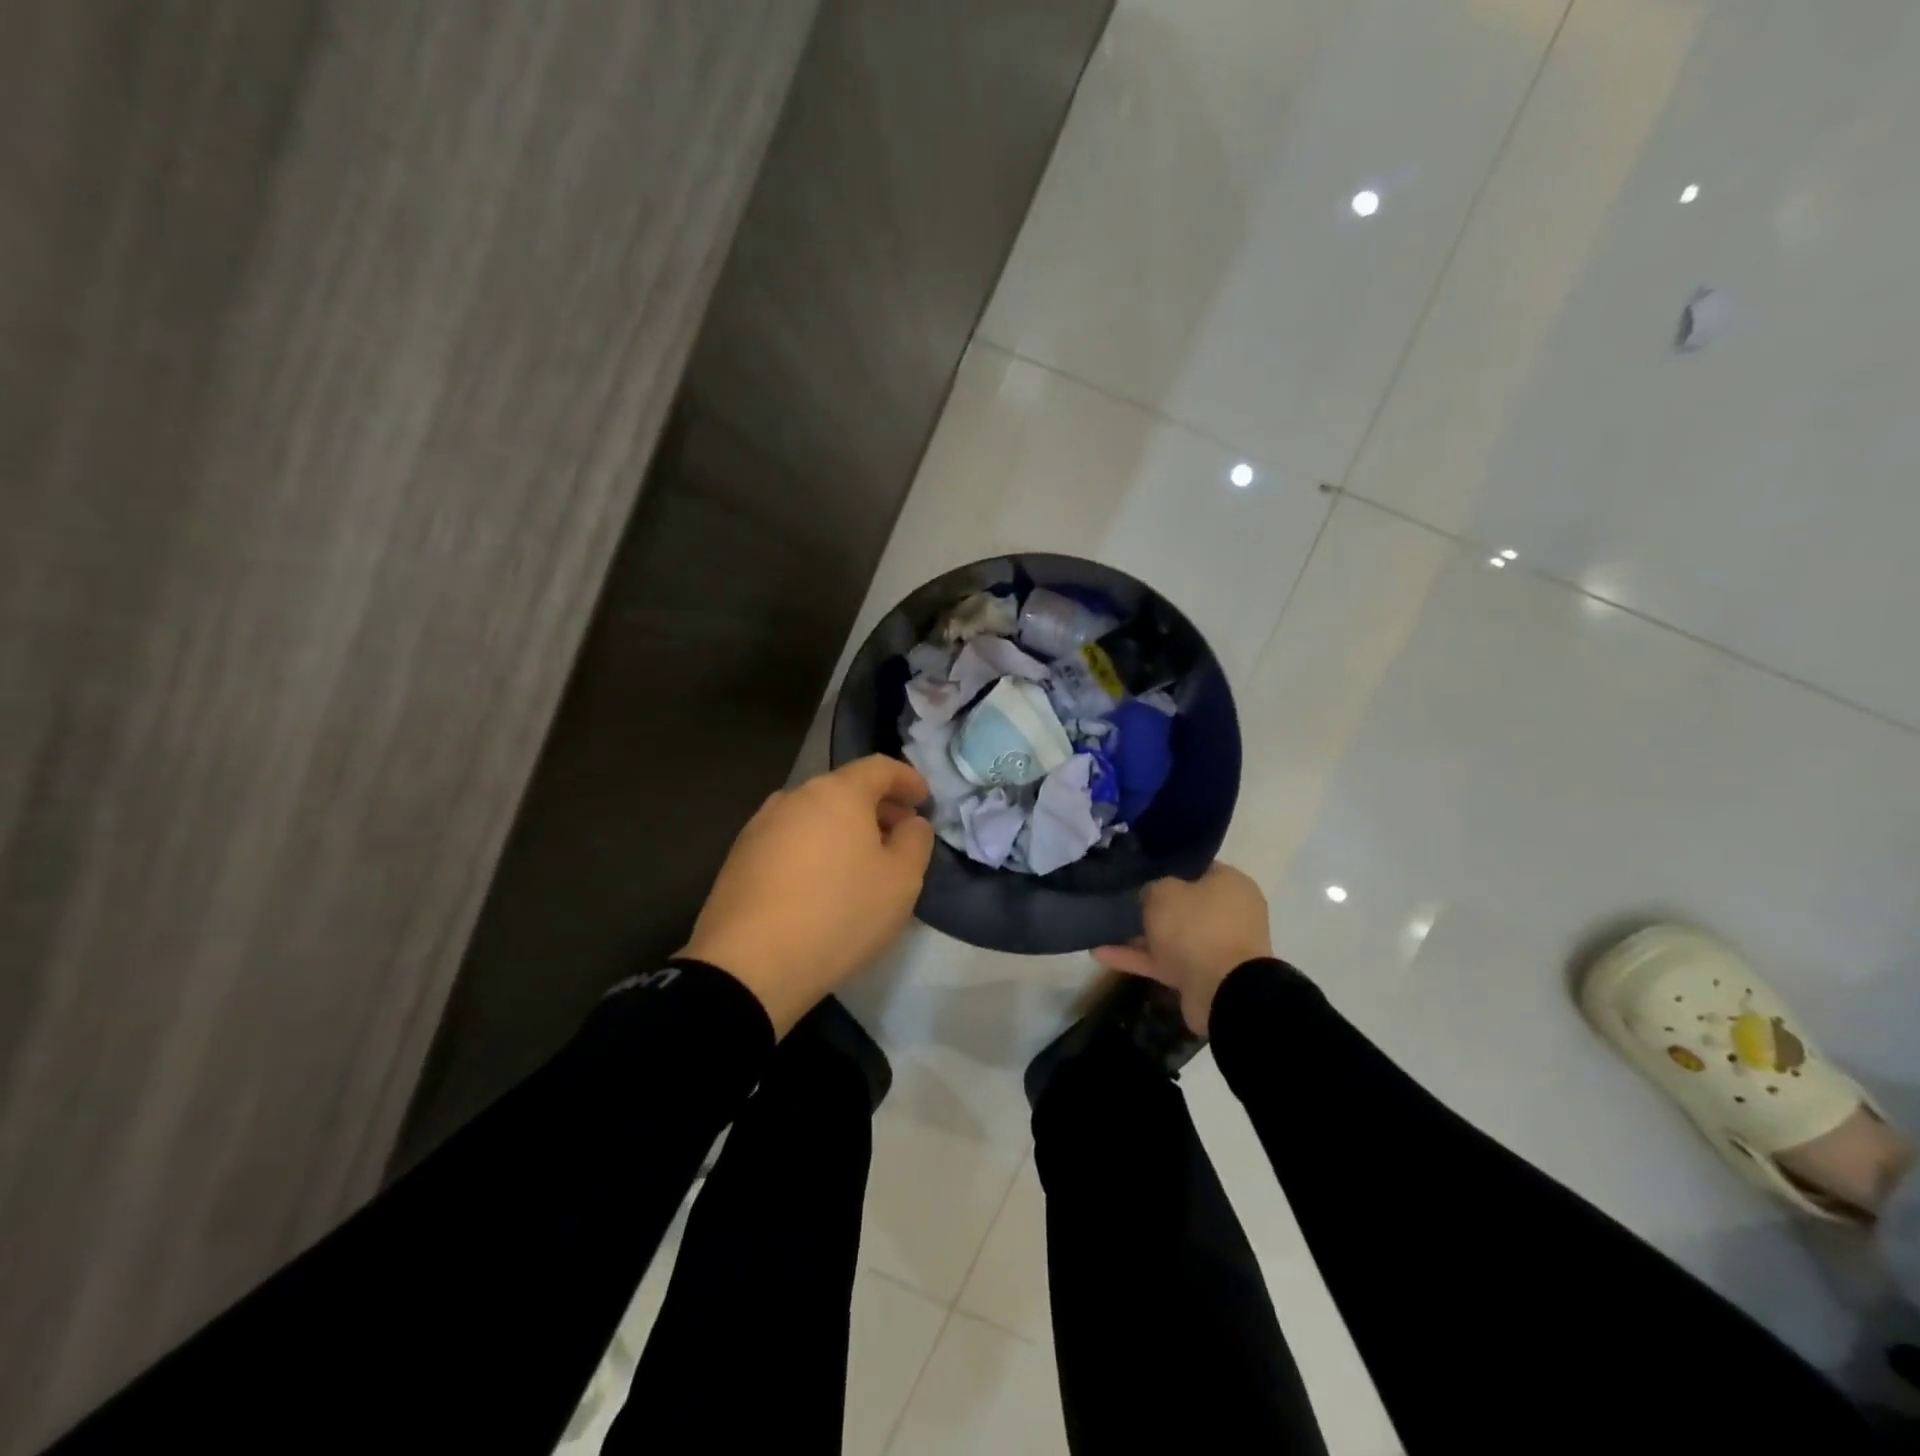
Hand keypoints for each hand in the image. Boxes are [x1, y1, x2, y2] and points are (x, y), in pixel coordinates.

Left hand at [681, 755, 934, 1036]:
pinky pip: (789, 840)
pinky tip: (820, 883)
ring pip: (814, 815)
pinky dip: (814, 849)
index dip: (907, 779)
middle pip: (844, 789)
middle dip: (876, 807)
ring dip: (842, 829)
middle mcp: (794, 797)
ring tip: (860, 863)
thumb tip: (911, 823)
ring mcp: (760, 826)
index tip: (924, 799)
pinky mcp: (739, 858)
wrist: (749, 965)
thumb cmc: (839, 913)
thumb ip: (916, 841)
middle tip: (898, 835)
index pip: (879, 768)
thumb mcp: (901, 881)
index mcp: (837, 793)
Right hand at [1092, 863, 1271, 1034]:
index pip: (1197, 868)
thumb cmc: (1197, 927)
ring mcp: (1214, 947)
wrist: (1222, 991)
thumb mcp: (1164, 892)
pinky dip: (1135, 958)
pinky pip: (1162, 961)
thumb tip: (1150, 895)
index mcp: (1229, 885)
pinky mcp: (1200, 976)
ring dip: (1139, 935)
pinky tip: (1100, 954)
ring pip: (1171, 935)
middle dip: (1152, 905)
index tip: (1140, 869)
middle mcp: (1227, 914)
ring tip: (1102, 927)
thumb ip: (1152, 888)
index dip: (1168, 867)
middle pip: (1184, 905)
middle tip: (1120, 898)